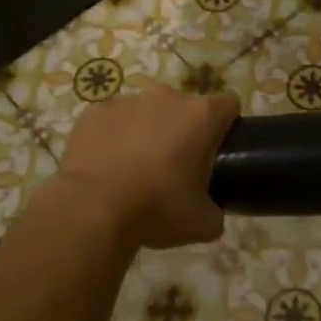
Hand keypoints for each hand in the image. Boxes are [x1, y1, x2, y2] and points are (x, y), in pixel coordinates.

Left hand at [55, 84, 239, 248]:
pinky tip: (106, 168)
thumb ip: (215, 212)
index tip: (218, 152)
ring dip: (147, 132)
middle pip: (185, 108)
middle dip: (183, 131)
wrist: (91, 210)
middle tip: (174, 169)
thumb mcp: (202, 223)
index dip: (227, 126)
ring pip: (146, 112)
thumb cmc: (156, 209)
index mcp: (201, 116)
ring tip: (134, 170)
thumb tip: (212, 214)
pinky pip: (112, 121)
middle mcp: (167, 98)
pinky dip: (113, 138)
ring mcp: (126, 101)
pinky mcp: (93, 113)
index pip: (229, 105)